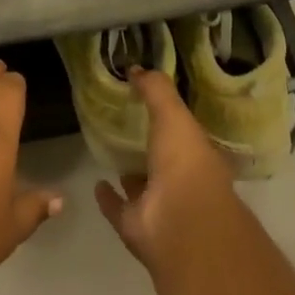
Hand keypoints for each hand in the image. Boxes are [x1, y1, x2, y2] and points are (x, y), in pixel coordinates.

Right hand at [93, 68, 237, 272]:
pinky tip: (97, 184)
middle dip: (149, 147)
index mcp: (198, 156)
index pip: (184, 134)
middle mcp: (182, 182)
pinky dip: (108, 198)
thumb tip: (136, 68)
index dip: (170, 119)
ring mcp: (159, 207)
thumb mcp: (174, 115)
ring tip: (112, 152)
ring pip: (143, 186)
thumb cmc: (185, 164)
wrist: (181, 225)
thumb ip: (156, 90)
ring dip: (131, 173)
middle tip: (126, 125)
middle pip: (163, 161)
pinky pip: (119, 208)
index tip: (149, 104)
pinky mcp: (136, 226)